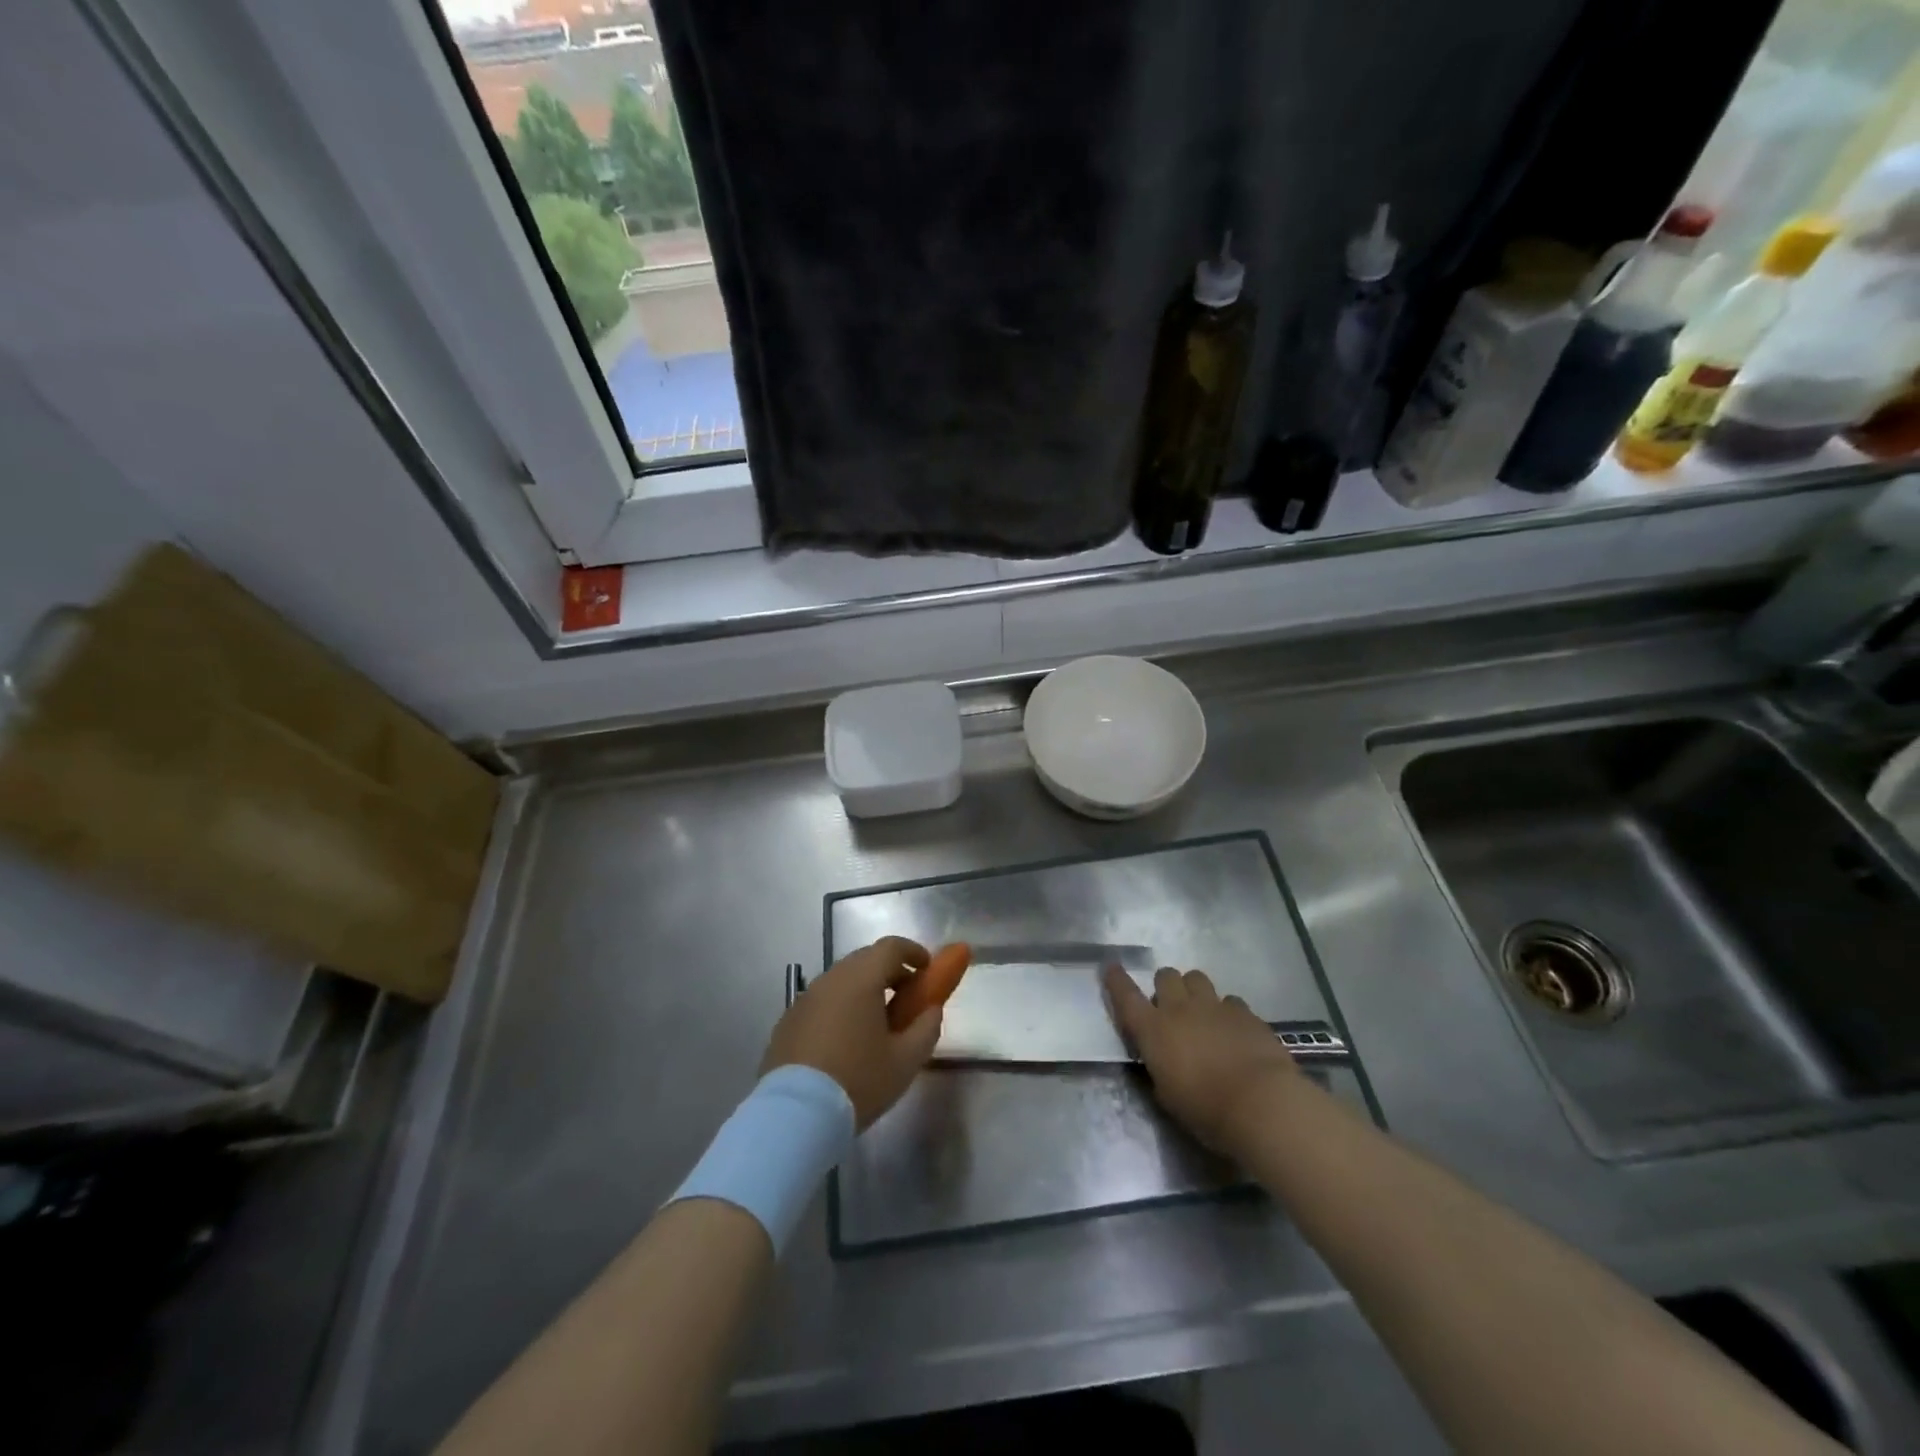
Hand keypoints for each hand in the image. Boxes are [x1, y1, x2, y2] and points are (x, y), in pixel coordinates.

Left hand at [762, 937, 943, 1129]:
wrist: (795, 1116)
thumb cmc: (858, 1081)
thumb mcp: (905, 1061)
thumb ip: (926, 1028)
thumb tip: (931, 1010)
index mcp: (860, 979)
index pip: (891, 947)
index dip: (913, 952)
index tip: (927, 969)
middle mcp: (829, 979)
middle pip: (865, 960)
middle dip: (890, 972)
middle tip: (906, 999)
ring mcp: (804, 999)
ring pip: (841, 981)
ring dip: (863, 991)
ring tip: (876, 1025)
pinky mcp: (787, 1022)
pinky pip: (822, 1003)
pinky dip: (840, 1009)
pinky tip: (845, 1042)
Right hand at [1103, 965, 1298, 1155]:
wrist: (1260, 1104)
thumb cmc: (1205, 1110)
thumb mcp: (1168, 1095)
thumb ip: (1160, 1068)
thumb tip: (1162, 1059)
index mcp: (1153, 1029)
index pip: (1126, 996)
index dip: (1116, 980)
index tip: (1112, 967)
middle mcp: (1180, 1009)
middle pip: (1166, 976)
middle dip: (1166, 986)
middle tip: (1171, 1007)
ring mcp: (1214, 1006)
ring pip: (1197, 978)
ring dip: (1194, 991)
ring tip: (1202, 1013)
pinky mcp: (1245, 1013)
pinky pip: (1230, 1000)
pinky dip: (1227, 1011)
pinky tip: (1234, 1030)